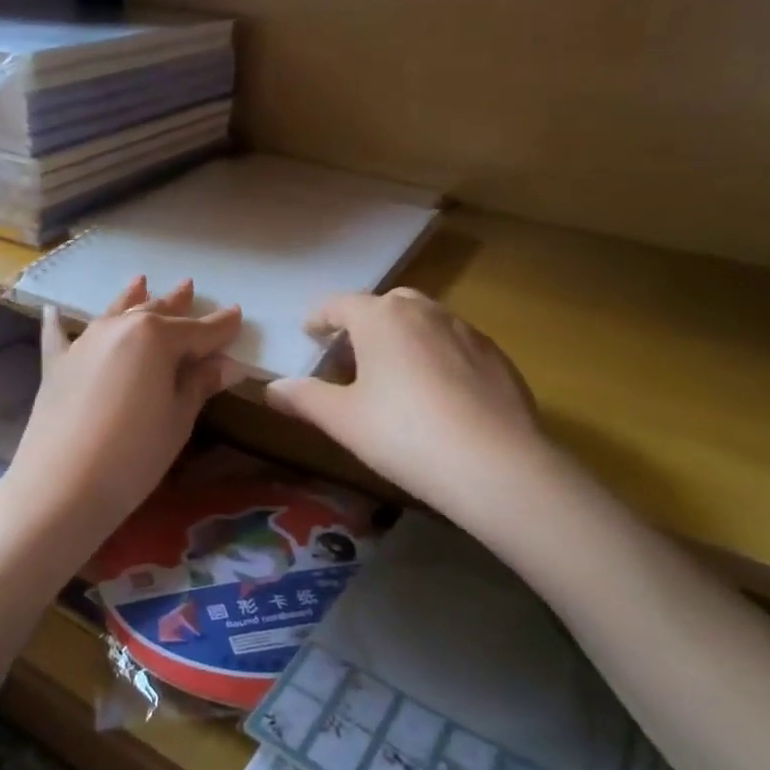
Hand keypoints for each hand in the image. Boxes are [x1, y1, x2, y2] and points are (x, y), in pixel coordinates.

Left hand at [0, 278, 241, 552]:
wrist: (63, 485)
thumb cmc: (134, 454)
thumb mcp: (177, 419)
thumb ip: (199, 384)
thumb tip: (228, 364)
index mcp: (156, 338)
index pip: (199, 331)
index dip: (221, 326)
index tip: (237, 314)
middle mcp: (119, 329)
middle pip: (155, 313)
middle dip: (176, 303)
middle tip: (190, 287)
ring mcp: (83, 343)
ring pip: (114, 314)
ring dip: (131, 299)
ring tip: (142, 282)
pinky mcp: (56, 365)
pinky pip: (59, 336)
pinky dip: (59, 323)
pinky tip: (53, 310)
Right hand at [265, 289, 539, 506]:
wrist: (496, 464)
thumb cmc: (404, 434)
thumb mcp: (343, 420)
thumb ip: (304, 398)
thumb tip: (271, 389)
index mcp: (381, 318)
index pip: (340, 304)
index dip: (320, 318)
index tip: (309, 332)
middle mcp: (425, 311)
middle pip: (386, 305)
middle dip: (364, 323)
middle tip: (351, 354)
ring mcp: (467, 331)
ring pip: (425, 321)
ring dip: (403, 337)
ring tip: (394, 373)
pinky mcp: (498, 357)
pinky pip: (456, 345)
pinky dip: (437, 356)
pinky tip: (438, 394)